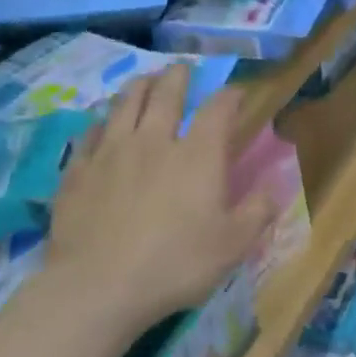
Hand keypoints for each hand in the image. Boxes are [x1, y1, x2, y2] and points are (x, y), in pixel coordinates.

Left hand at [45, 67, 272, 334]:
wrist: (97, 287)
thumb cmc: (175, 264)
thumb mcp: (233, 245)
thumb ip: (258, 211)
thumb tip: (276, 186)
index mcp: (198, 155)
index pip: (218, 109)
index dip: (230, 96)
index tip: (236, 93)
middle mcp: (154, 141)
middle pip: (166, 94)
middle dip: (178, 77)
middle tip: (182, 69)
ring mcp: (111, 152)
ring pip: (125, 104)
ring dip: (139, 87)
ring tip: (145, 81)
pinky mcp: (78, 171)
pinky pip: (89, 134)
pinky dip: (100, 124)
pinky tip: (101, 127)